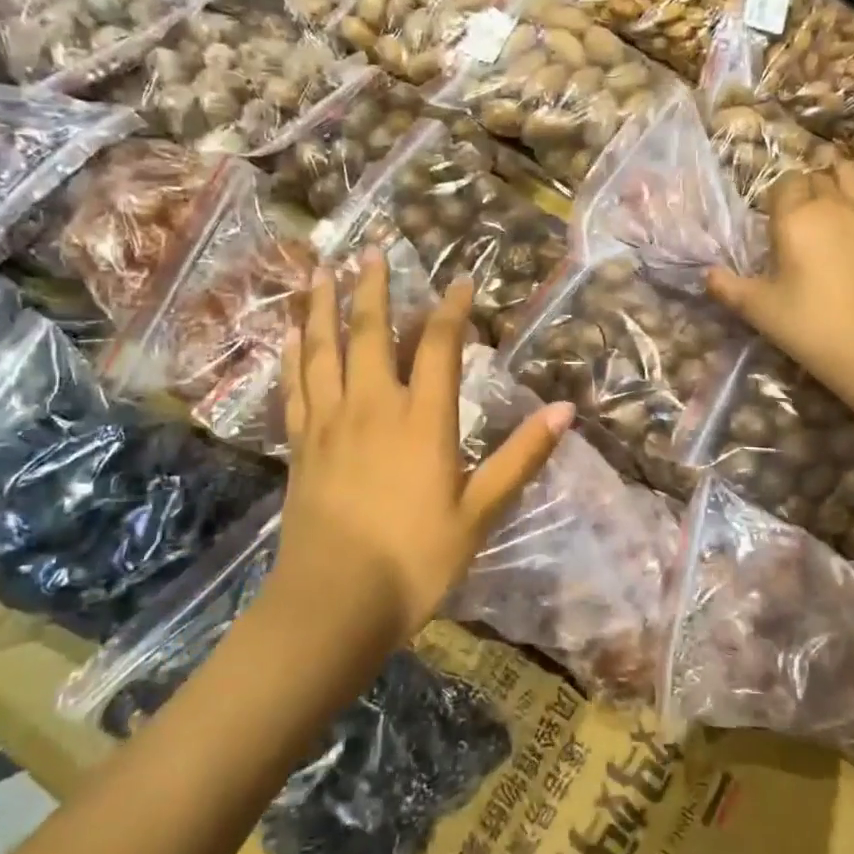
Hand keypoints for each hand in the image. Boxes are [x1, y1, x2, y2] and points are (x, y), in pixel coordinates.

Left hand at [276, 250, 572, 640]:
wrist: (334, 603)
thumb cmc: (415, 559)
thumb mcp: (480, 512)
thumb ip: (521, 457)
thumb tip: (565, 411)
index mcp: (422, 419)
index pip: (439, 346)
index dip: (452, 308)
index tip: (461, 280)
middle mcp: (373, 406)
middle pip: (371, 332)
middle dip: (373, 288)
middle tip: (372, 250)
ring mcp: (330, 423)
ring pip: (323, 349)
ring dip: (323, 307)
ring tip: (320, 271)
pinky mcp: (301, 445)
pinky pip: (295, 387)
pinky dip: (292, 356)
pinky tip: (289, 336)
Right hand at [707, 162, 853, 394]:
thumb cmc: (806, 325)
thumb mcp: (756, 308)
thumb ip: (727, 287)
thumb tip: (707, 274)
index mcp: (793, 219)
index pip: (783, 184)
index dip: (776, 196)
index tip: (771, 218)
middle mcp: (830, 207)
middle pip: (816, 177)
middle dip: (805, 186)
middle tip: (798, 212)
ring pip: (853, 175)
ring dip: (841, 176)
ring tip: (834, 189)